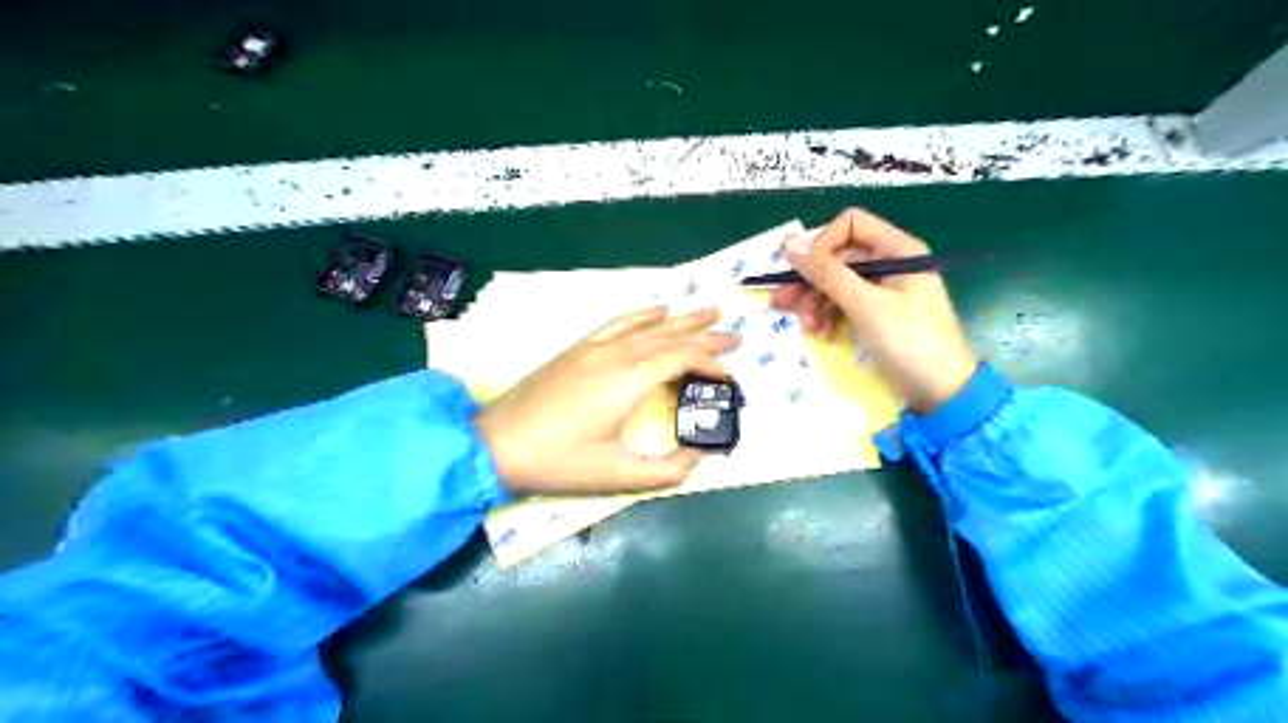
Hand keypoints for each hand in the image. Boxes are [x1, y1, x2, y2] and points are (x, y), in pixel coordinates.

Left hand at [474, 306, 739, 496]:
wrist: (497, 443)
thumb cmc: (558, 461)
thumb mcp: (616, 476)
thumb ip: (666, 471)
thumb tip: (697, 459)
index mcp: (630, 379)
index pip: (683, 358)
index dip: (712, 364)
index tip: (731, 377)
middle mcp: (617, 354)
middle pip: (671, 336)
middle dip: (707, 335)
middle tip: (736, 333)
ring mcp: (595, 347)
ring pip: (648, 325)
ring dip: (681, 318)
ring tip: (708, 312)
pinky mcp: (578, 349)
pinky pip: (618, 322)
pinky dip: (642, 314)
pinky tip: (656, 310)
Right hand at [768, 210, 971, 410]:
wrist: (941, 393)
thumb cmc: (909, 342)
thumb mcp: (865, 305)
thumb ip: (826, 273)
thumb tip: (788, 244)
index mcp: (897, 250)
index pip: (849, 225)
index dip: (823, 244)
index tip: (806, 272)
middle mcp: (888, 264)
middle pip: (837, 257)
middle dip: (811, 280)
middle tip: (784, 303)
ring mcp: (880, 291)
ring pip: (835, 282)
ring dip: (814, 301)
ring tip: (807, 327)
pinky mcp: (873, 314)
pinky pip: (841, 304)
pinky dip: (827, 316)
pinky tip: (820, 334)